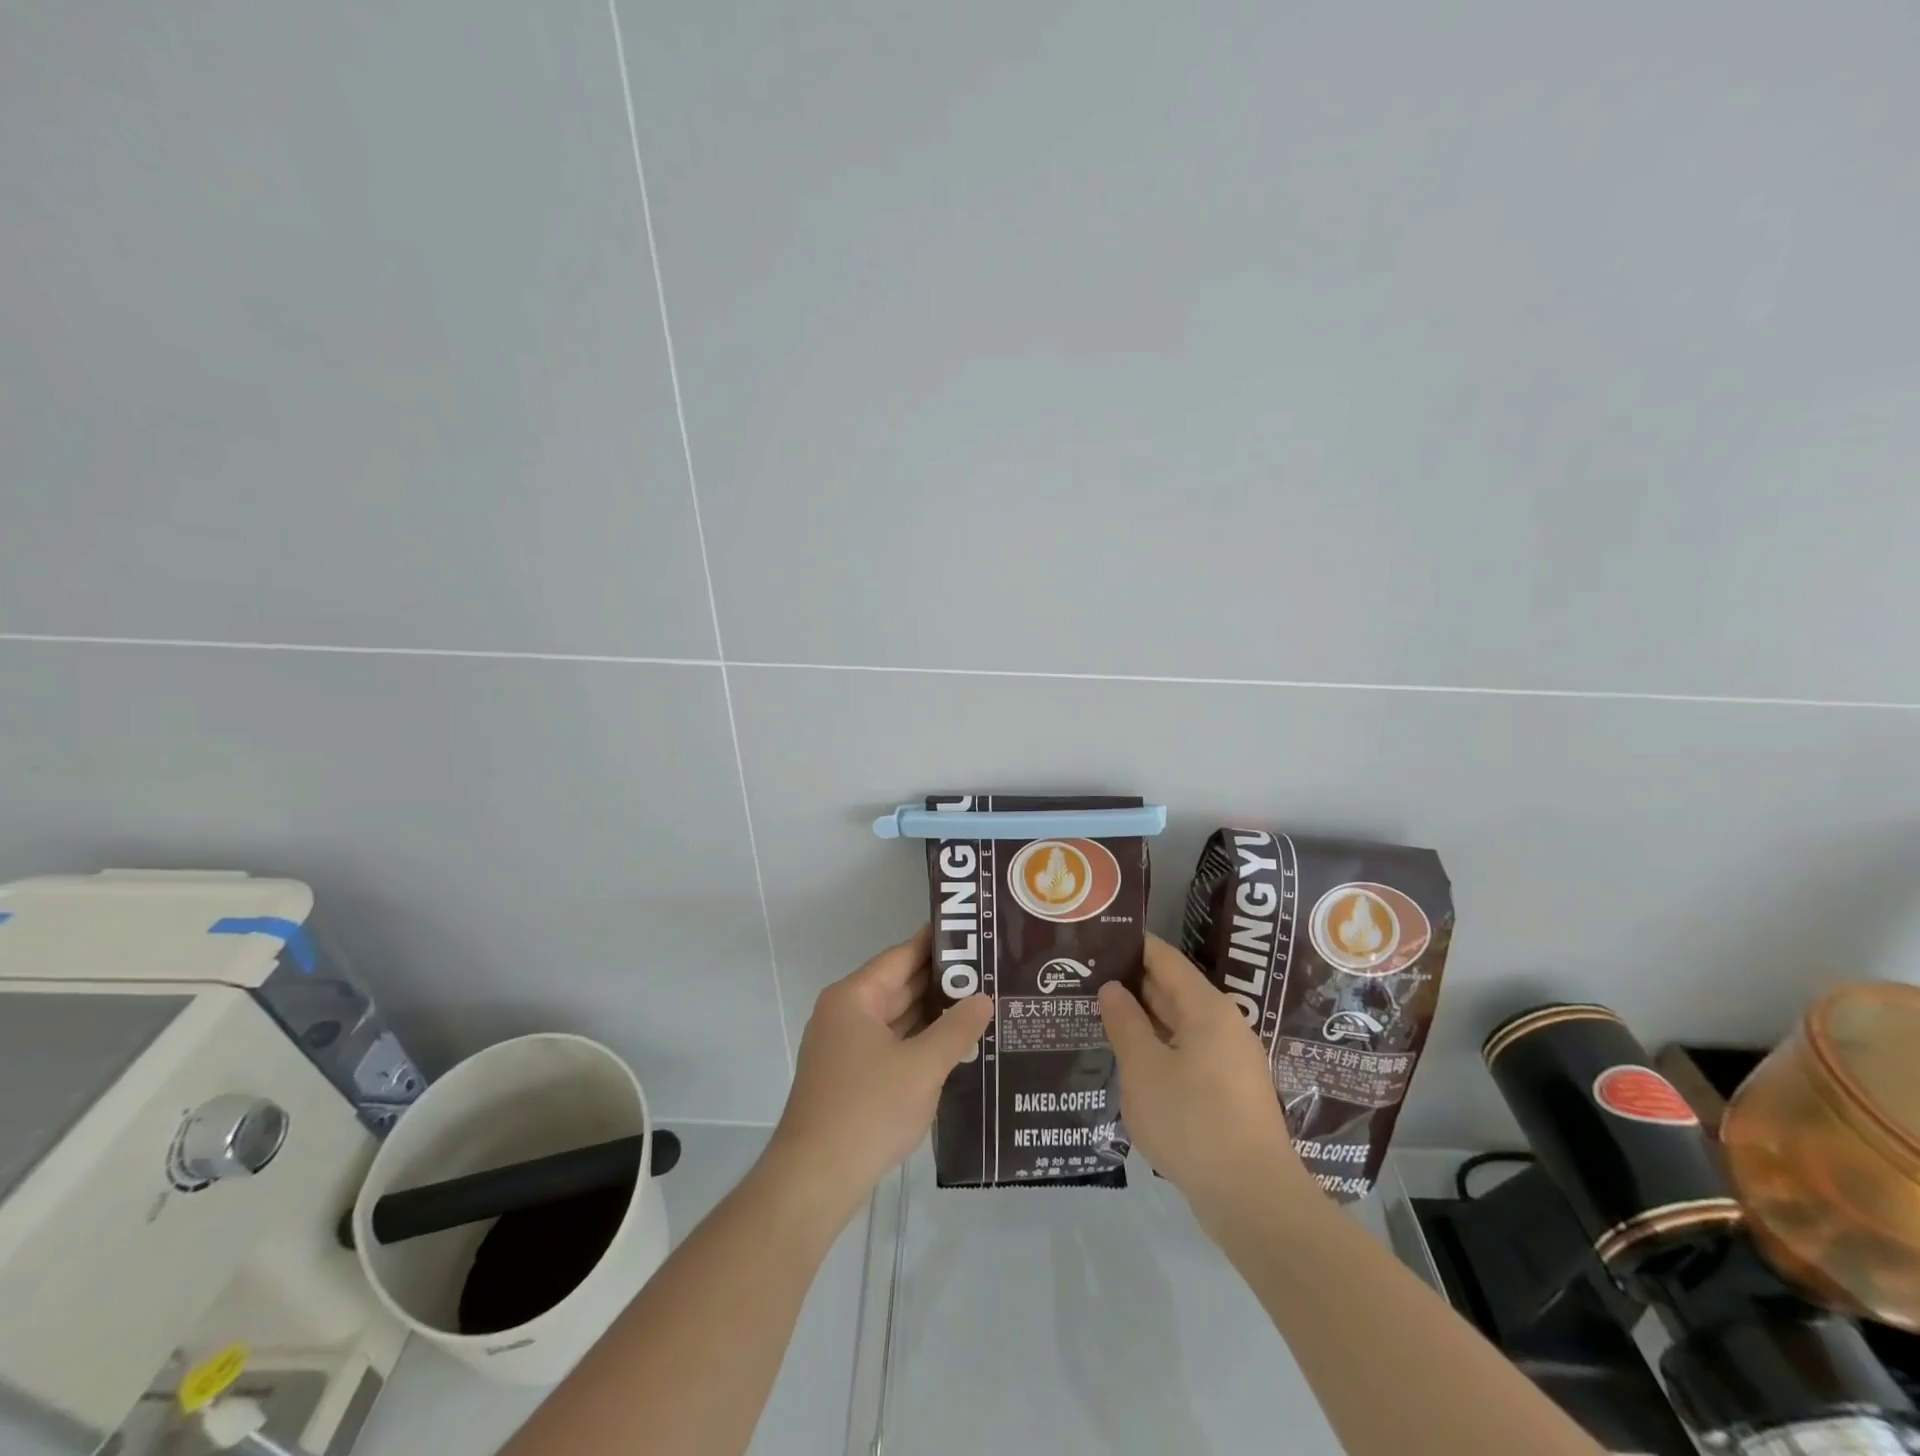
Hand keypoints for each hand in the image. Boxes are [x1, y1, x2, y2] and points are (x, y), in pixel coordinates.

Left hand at [763, 926, 992, 1225]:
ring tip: (982, 1003)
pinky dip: (920, 1042)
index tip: (974, 932)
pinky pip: (892, 1045)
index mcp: (854, 998)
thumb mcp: (922, 1067)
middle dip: (942, 981)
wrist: (814, 1180)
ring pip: (897, 1018)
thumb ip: (956, 1029)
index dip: (938, 944)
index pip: (902, 956)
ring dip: (933, 1014)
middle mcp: (846, 1014)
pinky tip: (955, 1046)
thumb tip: (983, 998)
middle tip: (990, 970)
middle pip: (899, 985)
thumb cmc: (867, 1110)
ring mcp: (846, 1047)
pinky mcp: (851, 1077)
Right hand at [1098, 934, 1309, 1218]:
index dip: (1132, 945)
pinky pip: (1186, 1053)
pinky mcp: (1228, 1092)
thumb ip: (1125, 1022)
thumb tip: (1113, 988)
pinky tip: (1129, 1059)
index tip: (1098, 936)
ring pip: (1178, 1025)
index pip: (1164, 959)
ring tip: (1099, 1013)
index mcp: (1206, 1008)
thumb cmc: (1193, 1122)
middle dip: (1132, 982)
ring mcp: (1229, 1060)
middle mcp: (1223, 1025)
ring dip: (1143, 1018)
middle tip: (1086, 975)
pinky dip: (1157, 1047)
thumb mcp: (1144, 1068)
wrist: (1253, 1200)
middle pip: (1173, 989)